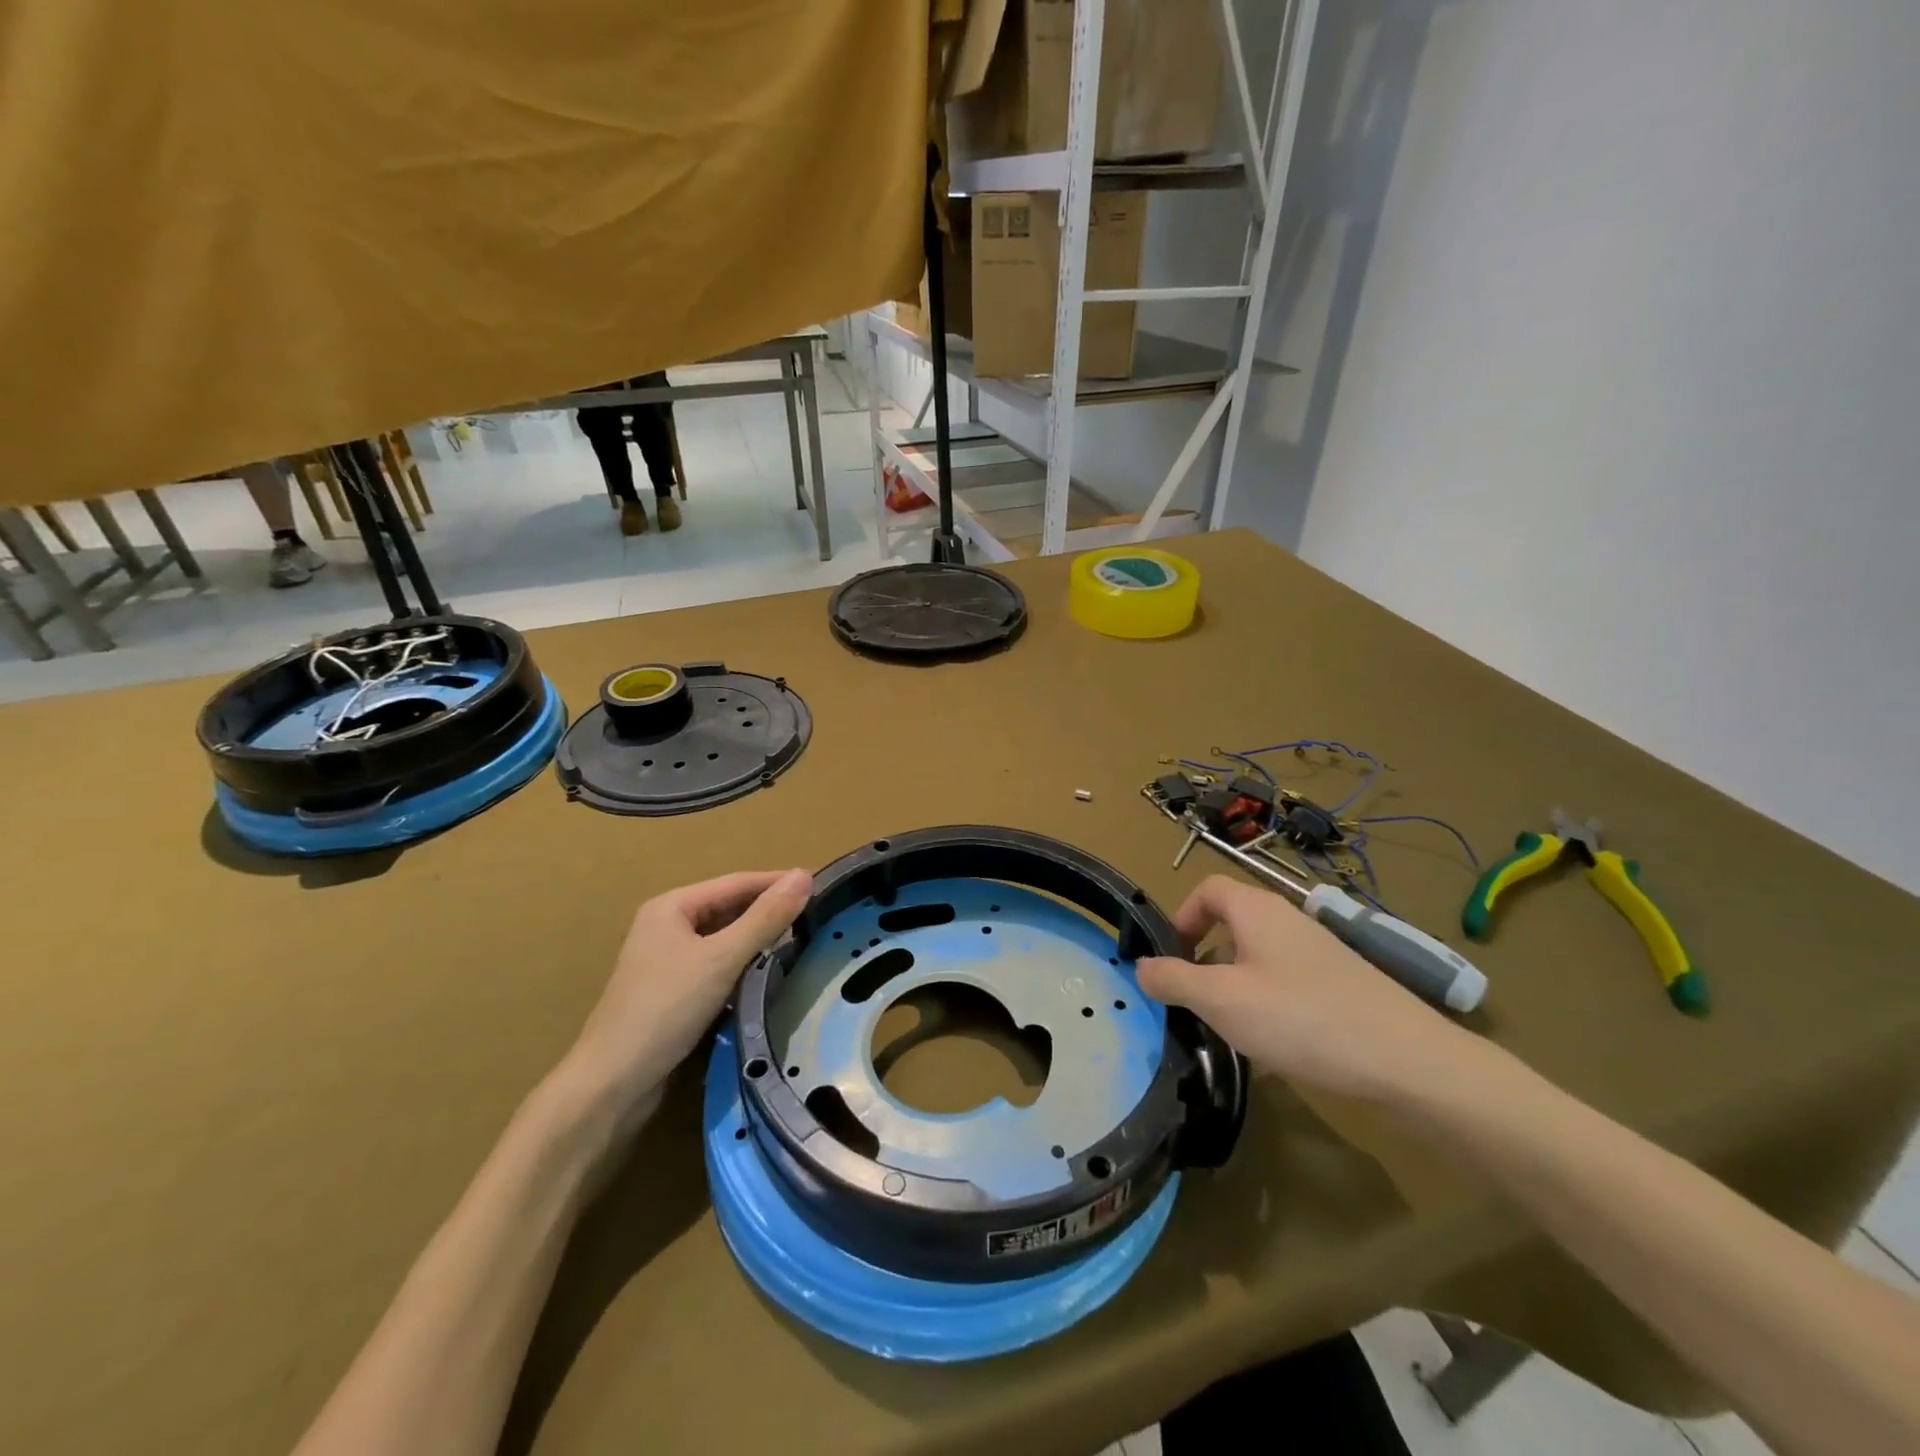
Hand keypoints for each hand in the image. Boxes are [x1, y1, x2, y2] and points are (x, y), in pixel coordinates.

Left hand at [558, 869, 811, 1113]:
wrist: (611, 1083)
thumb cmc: (666, 1009)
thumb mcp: (722, 959)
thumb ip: (765, 918)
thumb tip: (804, 875)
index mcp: (672, 906)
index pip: (736, 883)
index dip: (777, 883)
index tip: (820, 886)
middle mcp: (666, 925)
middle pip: (728, 908)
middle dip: (768, 912)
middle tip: (814, 917)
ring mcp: (666, 960)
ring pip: (723, 938)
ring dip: (756, 940)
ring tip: (799, 943)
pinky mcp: (670, 991)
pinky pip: (715, 965)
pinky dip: (741, 965)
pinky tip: (765, 975)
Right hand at [1137, 875, 1492, 1104]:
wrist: (1408, 1061)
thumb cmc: (1301, 1018)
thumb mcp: (1221, 1001)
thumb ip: (1173, 979)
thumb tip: (1141, 966)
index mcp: (1256, 909)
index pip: (1207, 889)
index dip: (1182, 917)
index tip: (1173, 959)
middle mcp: (1288, 919)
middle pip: (1232, 922)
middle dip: (1205, 958)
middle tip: (1196, 1000)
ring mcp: (1319, 952)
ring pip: (1258, 957)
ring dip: (1235, 985)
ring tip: (1233, 1029)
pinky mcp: (1341, 984)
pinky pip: (1287, 982)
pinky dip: (1269, 1004)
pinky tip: (1277, 1047)